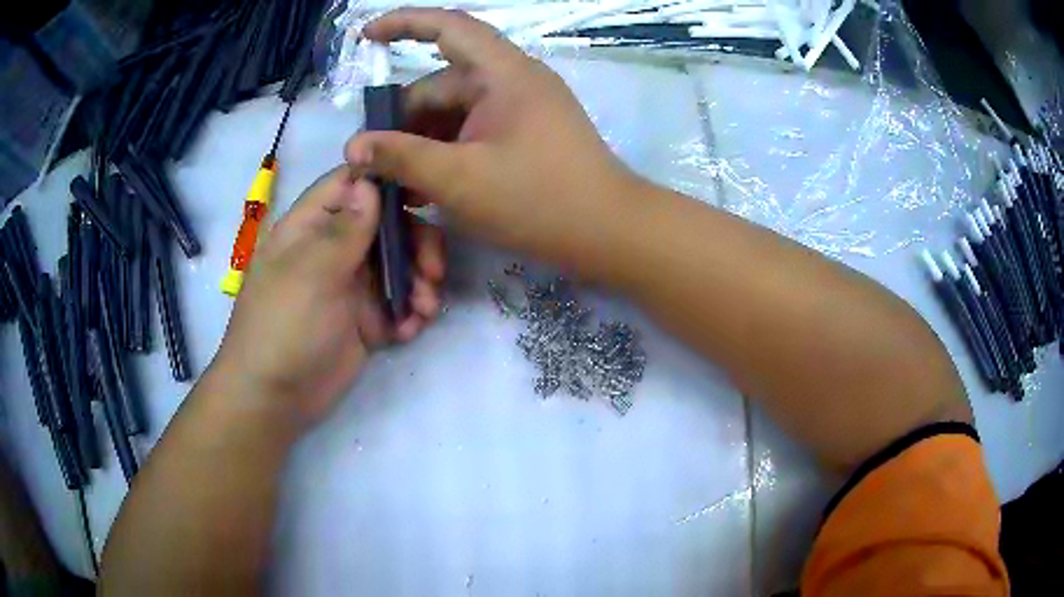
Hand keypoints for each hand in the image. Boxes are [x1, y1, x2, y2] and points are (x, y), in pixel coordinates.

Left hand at [209, 168, 444, 427]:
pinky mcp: (365, 320)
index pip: (351, 185)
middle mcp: (334, 249)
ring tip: (426, 309)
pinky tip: (409, 331)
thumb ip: (346, 229)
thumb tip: (371, 183)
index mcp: (312, 226)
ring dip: (420, 282)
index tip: (426, 193)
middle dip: (416, 243)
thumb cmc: (283, 325)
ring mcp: (351, 286)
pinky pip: (398, 304)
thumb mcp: (312, 272)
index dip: (388, 181)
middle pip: (386, 224)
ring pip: (399, 265)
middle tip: (432, 271)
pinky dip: (410, 314)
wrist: (275, 399)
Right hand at [345, 8, 640, 275]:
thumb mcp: (459, 179)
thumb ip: (401, 157)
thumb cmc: (539, 200)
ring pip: (455, 114)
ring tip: (395, 185)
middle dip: (403, 119)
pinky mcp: (525, 137)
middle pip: (442, 84)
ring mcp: (521, 110)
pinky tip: (424, 188)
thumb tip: (354, 146)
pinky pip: (473, 133)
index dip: (404, 23)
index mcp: (503, 73)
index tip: (365, 36)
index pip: (449, 27)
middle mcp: (512, 82)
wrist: (609, 234)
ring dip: (422, 143)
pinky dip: (447, 154)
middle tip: (371, 162)